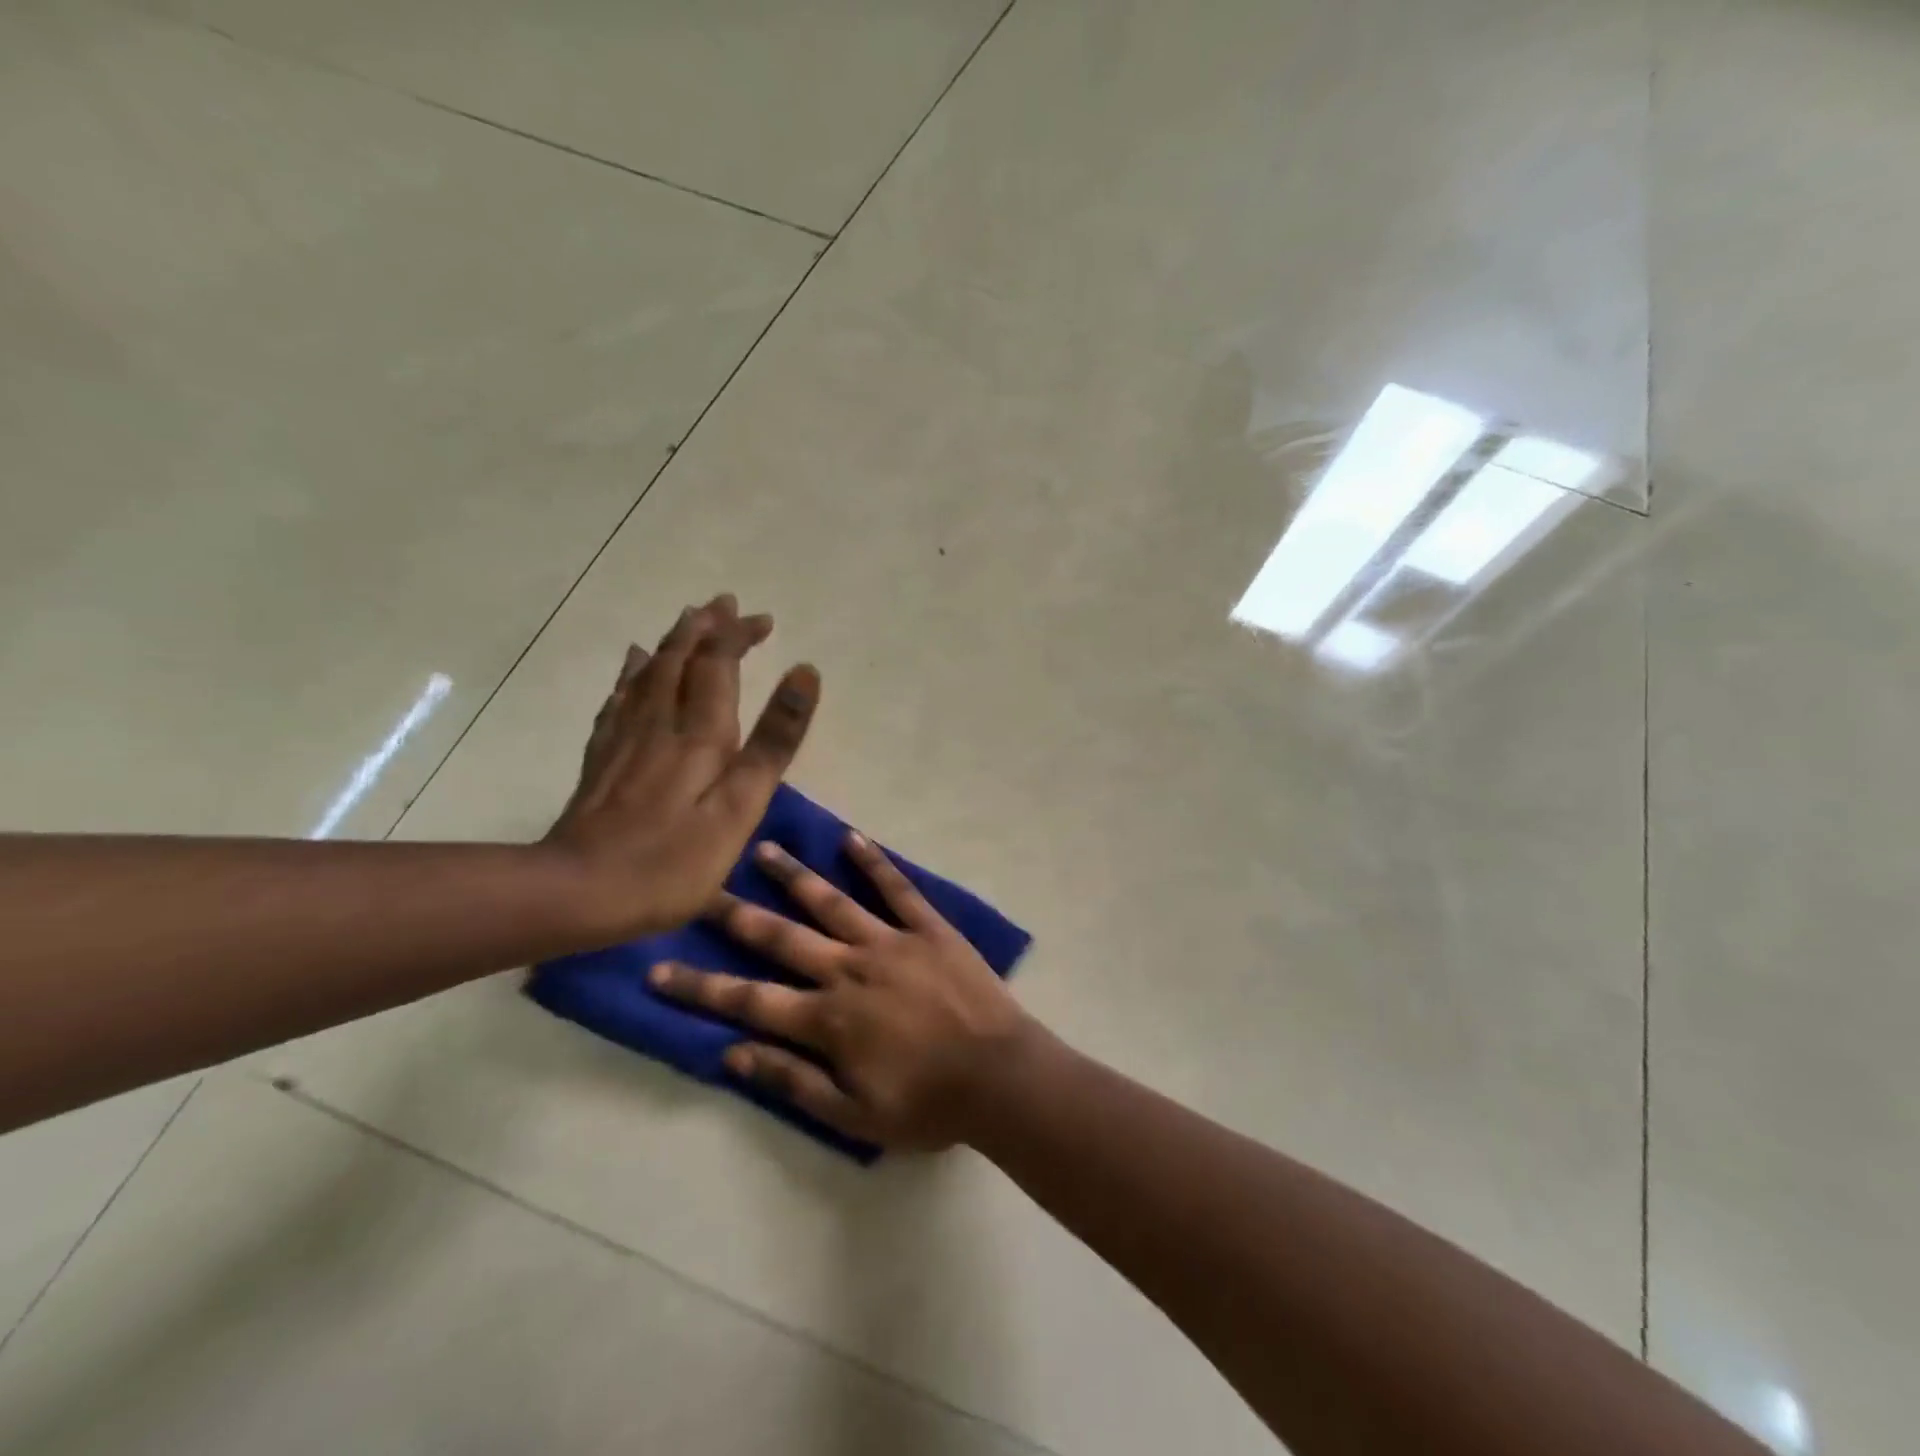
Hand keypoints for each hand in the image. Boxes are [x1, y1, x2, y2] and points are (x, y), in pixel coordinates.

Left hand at [543, 594, 819, 941]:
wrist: (579, 893)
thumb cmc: (675, 859)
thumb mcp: (741, 805)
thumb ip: (773, 741)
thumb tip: (804, 673)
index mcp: (700, 732)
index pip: (718, 662)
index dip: (737, 635)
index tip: (761, 619)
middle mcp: (660, 721)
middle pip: (680, 658)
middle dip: (705, 628)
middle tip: (724, 605)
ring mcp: (625, 738)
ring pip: (648, 671)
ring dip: (673, 641)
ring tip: (687, 620)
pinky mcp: (602, 758)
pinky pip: (619, 699)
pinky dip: (632, 673)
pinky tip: (633, 665)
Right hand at [648, 832, 1031, 1149]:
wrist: (1000, 1077)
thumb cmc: (927, 1104)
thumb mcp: (853, 1115)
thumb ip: (792, 1082)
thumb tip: (732, 1053)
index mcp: (828, 1019)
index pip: (748, 1001)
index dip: (699, 988)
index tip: (657, 969)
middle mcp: (849, 969)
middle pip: (781, 938)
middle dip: (735, 915)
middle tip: (699, 888)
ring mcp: (890, 942)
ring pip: (832, 901)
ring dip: (794, 876)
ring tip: (762, 849)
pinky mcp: (929, 928)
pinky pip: (897, 889)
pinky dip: (874, 863)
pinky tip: (852, 839)